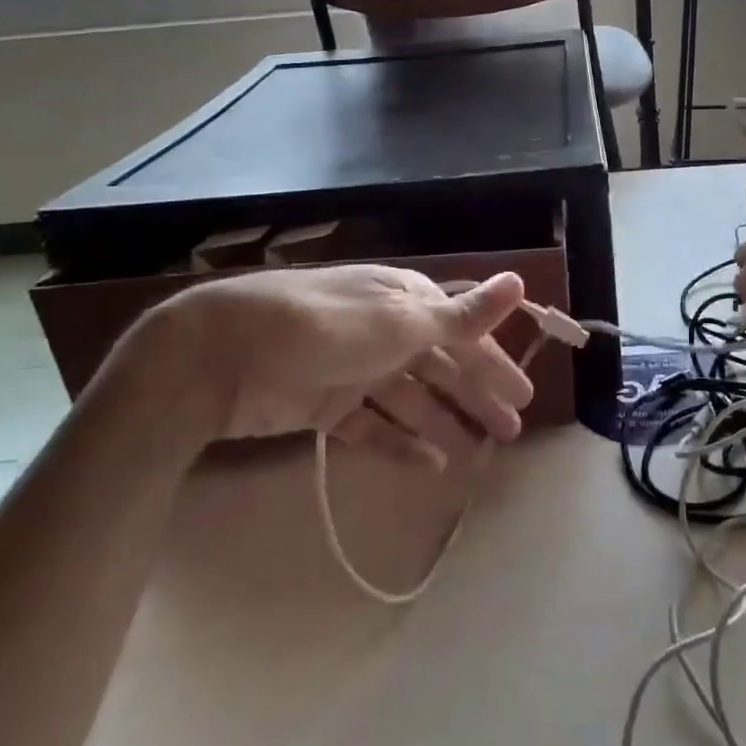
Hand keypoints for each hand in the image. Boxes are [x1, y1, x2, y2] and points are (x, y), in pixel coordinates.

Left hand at [123, 266, 533, 465]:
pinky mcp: (325, 404)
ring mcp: (354, 368)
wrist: (220, 354)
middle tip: (510, 432)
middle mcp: (384, 330)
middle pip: (441, 366)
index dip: (495, 363)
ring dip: (443, 421)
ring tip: (474, 453)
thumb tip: (519, 282)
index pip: (464, 333)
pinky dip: (399, 442)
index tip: (524, 396)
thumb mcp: (400, 320)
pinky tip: (427, 464)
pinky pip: (373, 425)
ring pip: (411, 398)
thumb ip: (461, 314)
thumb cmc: (325, 328)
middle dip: (476, 396)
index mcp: (406, 301)